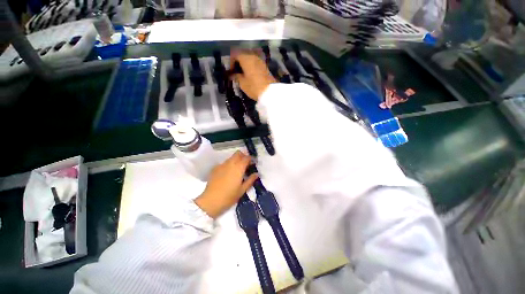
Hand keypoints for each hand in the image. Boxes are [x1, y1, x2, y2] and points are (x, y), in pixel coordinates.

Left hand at [195, 151, 258, 217]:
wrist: (211, 201)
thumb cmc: (229, 196)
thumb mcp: (242, 190)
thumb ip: (250, 180)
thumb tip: (256, 174)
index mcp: (239, 168)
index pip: (247, 158)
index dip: (251, 159)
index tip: (253, 163)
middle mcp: (230, 163)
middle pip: (238, 153)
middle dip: (243, 156)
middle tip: (246, 164)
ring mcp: (222, 165)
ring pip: (231, 158)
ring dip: (236, 160)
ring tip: (237, 170)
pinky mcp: (215, 168)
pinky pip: (224, 163)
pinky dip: (228, 165)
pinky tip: (228, 174)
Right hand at [230, 50, 276, 100]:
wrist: (270, 92)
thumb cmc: (254, 87)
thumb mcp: (242, 83)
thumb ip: (236, 77)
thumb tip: (232, 75)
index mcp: (246, 58)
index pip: (235, 55)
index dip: (231, 62)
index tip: (230, 71)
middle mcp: (253, 56)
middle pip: (243, 56)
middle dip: (238, 63)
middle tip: (236, 72)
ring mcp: (260, 61)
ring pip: (250, 59)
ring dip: (245, 65)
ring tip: (243, 74)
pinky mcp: (265, 67)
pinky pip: (255, 64)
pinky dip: (251, 67)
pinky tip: (250, 75)